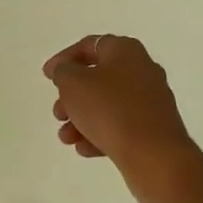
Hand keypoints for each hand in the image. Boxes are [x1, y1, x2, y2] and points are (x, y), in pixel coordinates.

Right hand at [43, 35, 199, 202]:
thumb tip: (66, 71)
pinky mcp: (155, 128)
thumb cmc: (111, 110)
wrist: (156, 157)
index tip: (47, 76)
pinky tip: (84, 149)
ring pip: (107, 104)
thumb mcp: (74, 84)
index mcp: (125, 50)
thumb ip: (63, 72)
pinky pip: (121, 125)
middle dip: (72, 96)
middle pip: (98, 77)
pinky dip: (100, 133)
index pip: (88, 46)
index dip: (64, 59)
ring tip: (66, 137)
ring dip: (82, 118)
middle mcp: (142, 70)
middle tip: (58, 112)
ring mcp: (151, 101)